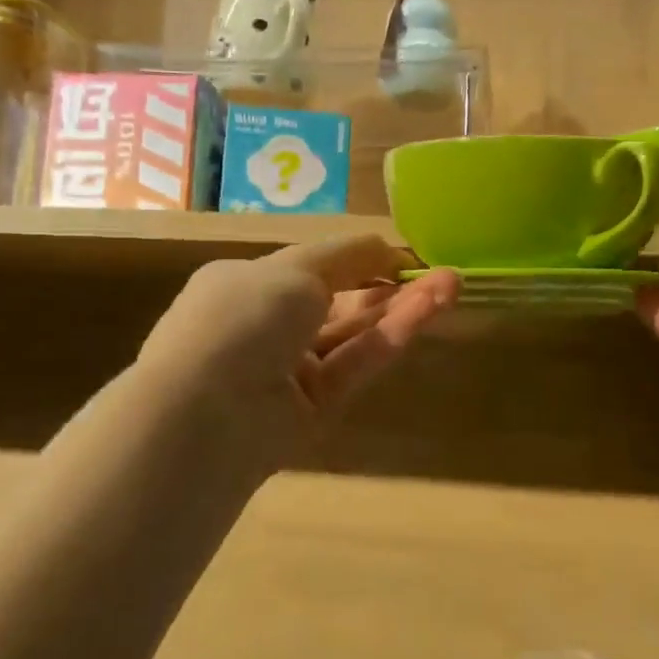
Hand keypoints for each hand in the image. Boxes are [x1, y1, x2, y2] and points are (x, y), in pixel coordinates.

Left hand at [137, 235, 459, 441]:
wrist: (206, 412)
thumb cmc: (243, 317)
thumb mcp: (294, 268)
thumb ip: (347, 255)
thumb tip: (385, 246)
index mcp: (247, 285)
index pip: (312, 268)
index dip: (359, 259)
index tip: (404, 256)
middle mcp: (267, 327)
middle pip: (341, 302)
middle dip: (390, 284)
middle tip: (442, 272)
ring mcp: (290, 371)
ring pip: (355, 334)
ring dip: (401, 309)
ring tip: (451, 285)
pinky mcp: (314, 410)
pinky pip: (355, 365)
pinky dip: (390, 338)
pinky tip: (428, 311)